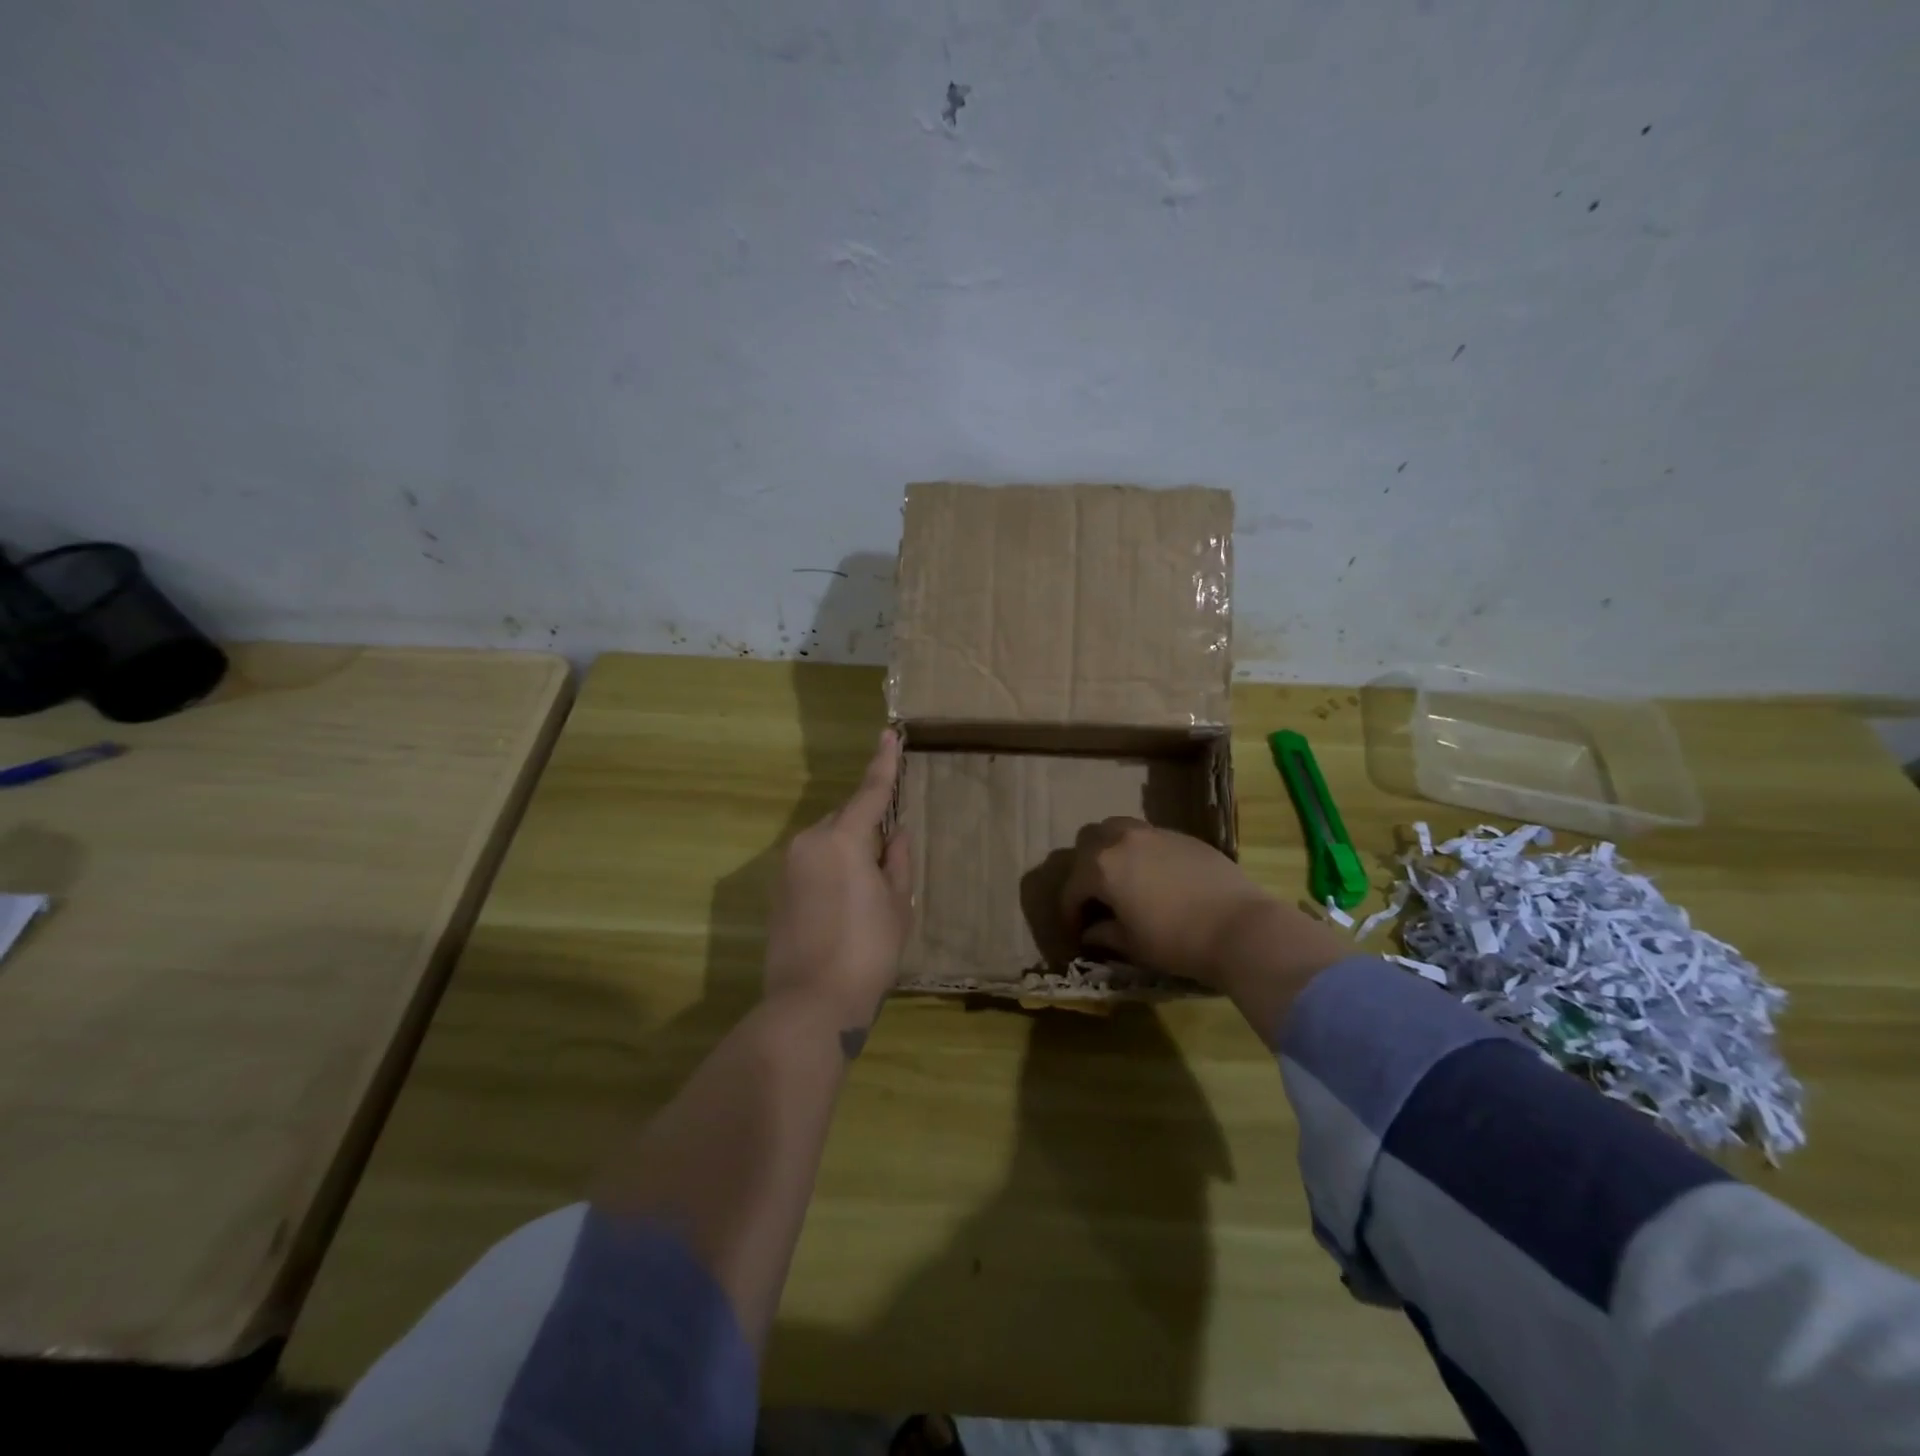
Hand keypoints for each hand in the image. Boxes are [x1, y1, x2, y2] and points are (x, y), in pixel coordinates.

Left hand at [764, 729, 912, 1026]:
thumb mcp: (898, 905)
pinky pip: (811, 864)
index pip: (869, 792)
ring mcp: (787, 867)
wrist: (811, 1003)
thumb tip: (896, 833)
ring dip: (848, 854)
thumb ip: (898, 861)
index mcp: (843, 839)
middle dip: (867, 830)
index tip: (888, 734)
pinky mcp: (776, 891)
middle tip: (888, 865)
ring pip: (827, 842)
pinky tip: (843, 908)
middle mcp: (809, 842)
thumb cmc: (868, 951)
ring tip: (867, 895)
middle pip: (845, 819)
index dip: (883, 764)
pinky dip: (830, 871)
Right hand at [1059, 817, 1274, 987]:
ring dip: (1112, 850)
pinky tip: (1157, 878)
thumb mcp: (1132, 944)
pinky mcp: (1183, 836)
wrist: (1239, 927)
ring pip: (1119, 829)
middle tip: (1096, 896)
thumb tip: (1091, 932)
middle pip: (1089, 841)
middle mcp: (1123, 840)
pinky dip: (1142, 853)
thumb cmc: (1176, 940)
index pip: (1072, 887)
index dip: (1070, 912)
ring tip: (1124, 878)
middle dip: (1085, 868)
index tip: (1077, 932)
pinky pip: (1150, 837)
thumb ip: (1105, 934)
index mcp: (1102, 867)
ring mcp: (1155, 833)